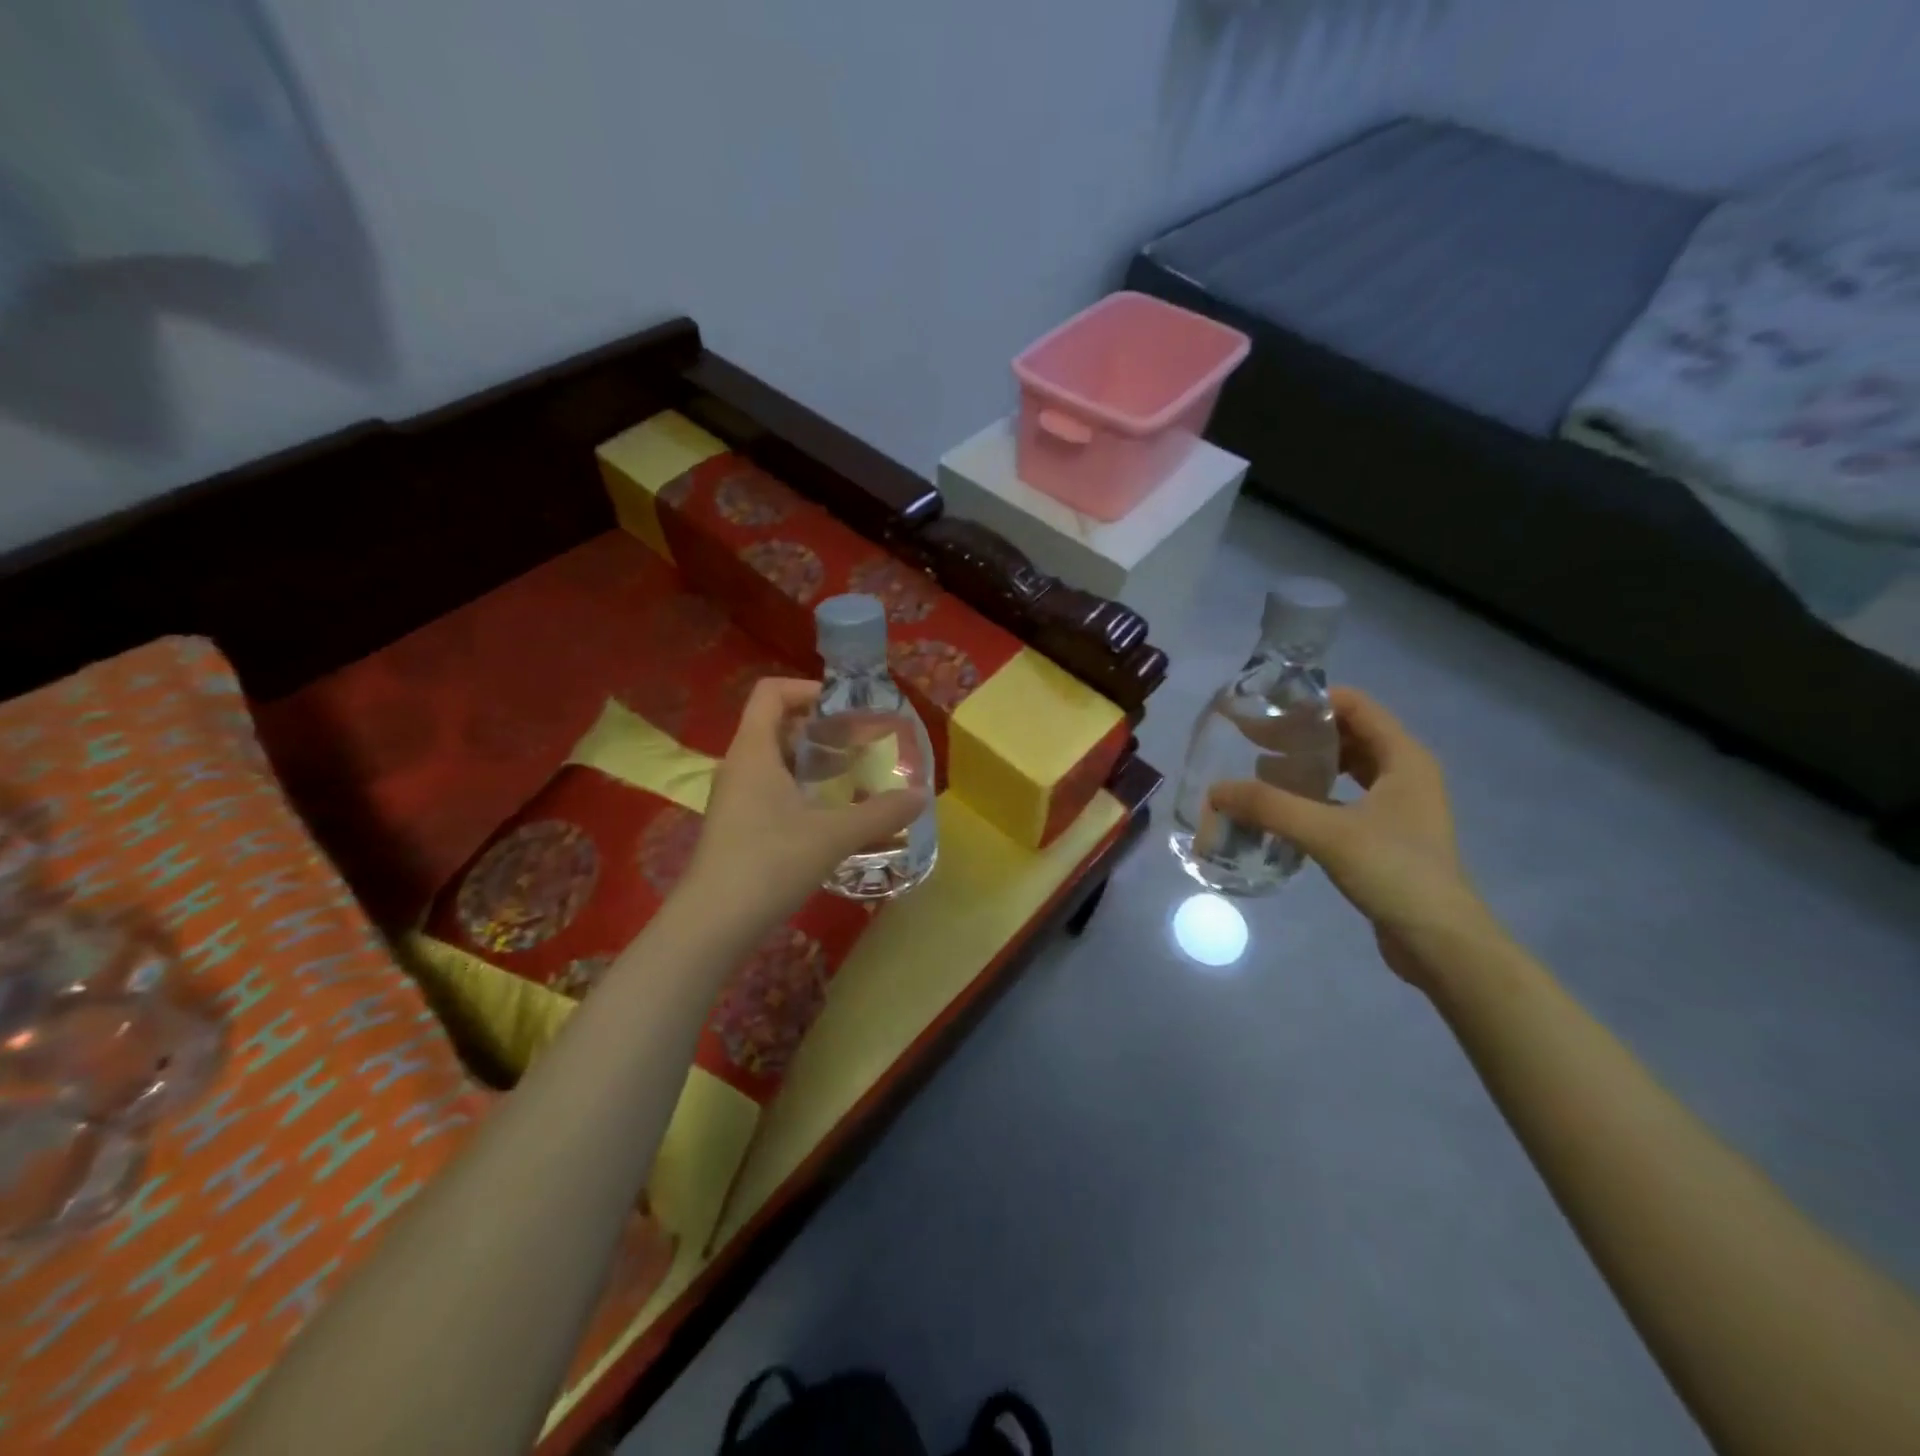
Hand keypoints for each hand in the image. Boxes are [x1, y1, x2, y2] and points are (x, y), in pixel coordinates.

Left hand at [686, 678, 924, 923]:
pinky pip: (770, 788)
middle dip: (820, 728)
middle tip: (860, 744)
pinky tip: (828, 815)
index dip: (808, 690)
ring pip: (774, 760)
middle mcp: (739, 765)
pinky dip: (800, 788)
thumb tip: (921, 796)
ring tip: (852, 777)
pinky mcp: (737, 825)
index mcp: (753, 751)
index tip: (846, 710)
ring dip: (812, 761)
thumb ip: (880, 813)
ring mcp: (734, 797)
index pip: (771, 693)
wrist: (712, 924)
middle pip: (777, 725)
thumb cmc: (769, 863)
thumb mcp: (833, 836)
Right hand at [1208, 688, 1491, 989]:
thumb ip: (1268, 807)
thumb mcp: (1326, 832)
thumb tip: (1215, 790)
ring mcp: (1399, 807)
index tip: (1267, 707)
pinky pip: (1346, 799)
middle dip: (1302, 734)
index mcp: (1404, 758)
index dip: (1311, 701)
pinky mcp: (1388, 835)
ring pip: (1347, 769)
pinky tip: (1284, 809)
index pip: (1356, 705)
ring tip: (1261, 771)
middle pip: (1348, 735)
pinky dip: (1315, 796)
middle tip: (1254, 739)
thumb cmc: (1394, 872)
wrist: (1440, 942)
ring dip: (1308, 766)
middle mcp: (1406, 774)